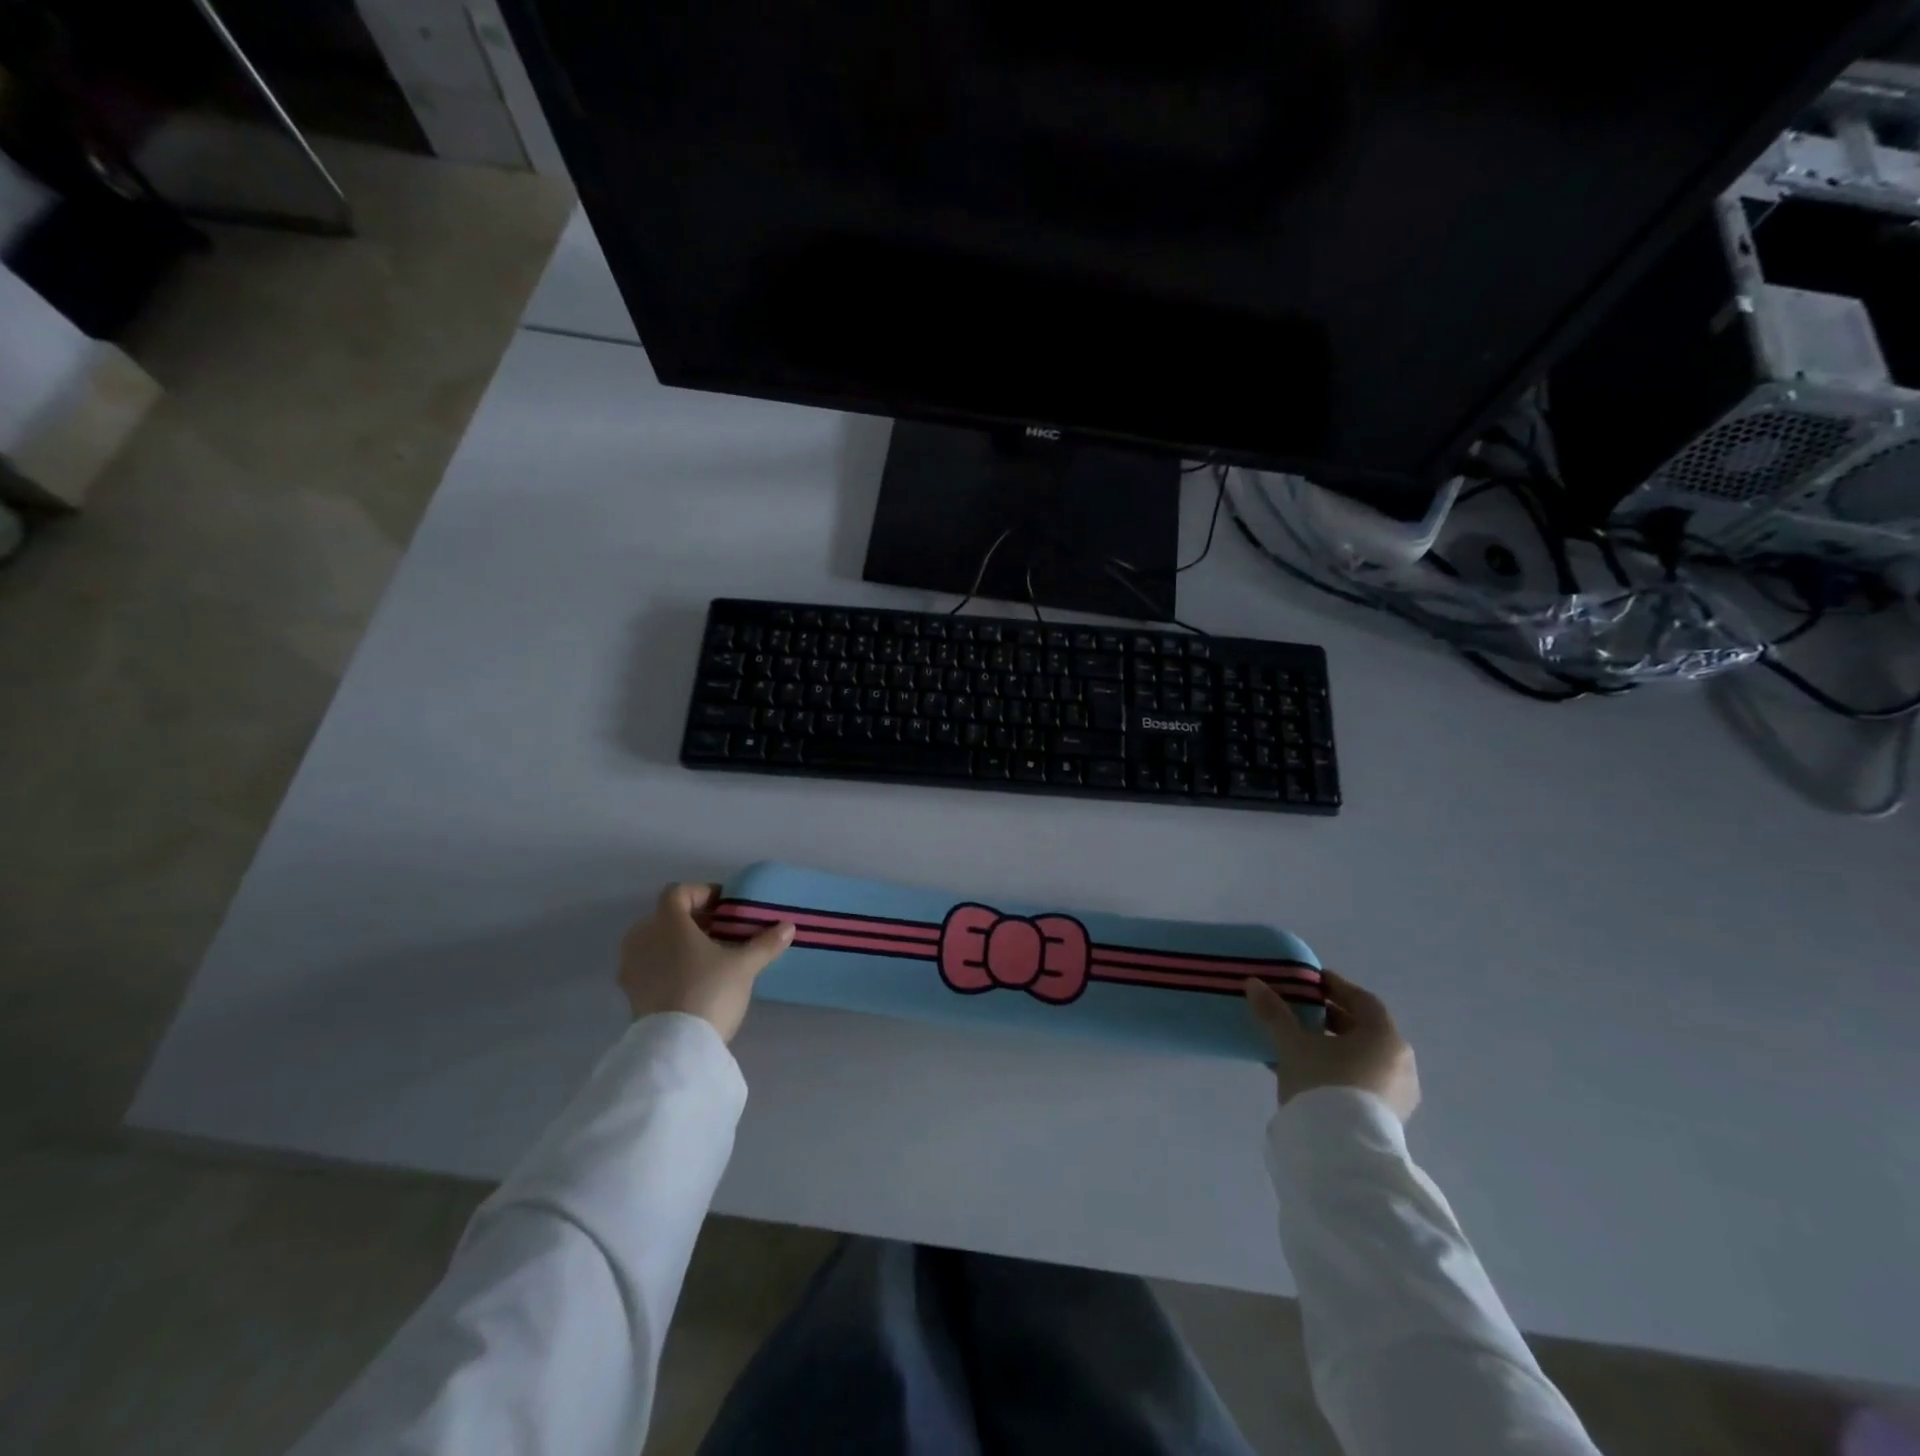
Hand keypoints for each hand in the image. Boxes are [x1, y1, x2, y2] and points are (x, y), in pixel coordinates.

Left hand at [618, 883, 793, 1041]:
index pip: (678, 892)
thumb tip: (788, 927)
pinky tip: (692, 982)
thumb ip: (765, 943)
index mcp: (667, 922)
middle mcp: (642, 938)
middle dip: (692, 920)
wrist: (676, 1047)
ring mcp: (631, 967)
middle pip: (665, 917)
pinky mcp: (630, 994)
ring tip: (708, 958)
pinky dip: (667, 966)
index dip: (702, 893)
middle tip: (721, 932)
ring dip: (678, 944)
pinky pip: (649, 967)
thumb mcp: (744, 966)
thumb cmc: (709, 991)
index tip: (726, 906)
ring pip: (655, 943)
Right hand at [1244, 971, 1420, 1121]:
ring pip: (1362, 1058)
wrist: (1341, 1153)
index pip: (1363, 1000)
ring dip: (1334, 1046)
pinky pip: (1362, 1081)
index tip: (1312, 982)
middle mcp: (1400, 1063)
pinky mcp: (1387, 1119)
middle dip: (1333, 1018)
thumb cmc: (1323, 1084)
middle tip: (1303, 1010)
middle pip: (1364, 1029)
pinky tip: (1309, 1073)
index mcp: (1385, 1038)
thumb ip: (1275, 1012)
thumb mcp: (1292, 1043)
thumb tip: (1254, 983)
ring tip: (1300, 1043)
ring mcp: (1397, 1094)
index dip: (1336, 987)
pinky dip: (1339, 1070)